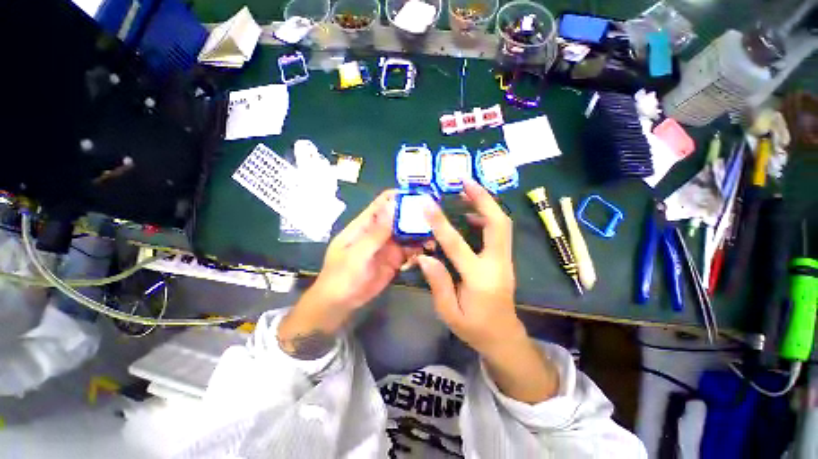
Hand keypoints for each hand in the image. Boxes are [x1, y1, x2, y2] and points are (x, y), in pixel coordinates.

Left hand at [279, 190, 419, 358]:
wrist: (340, 304)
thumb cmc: (341, 276)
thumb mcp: (358, 254)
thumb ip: (377, 232)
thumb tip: (393, 206)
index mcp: (365, 224)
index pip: (384, 203)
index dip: (400, 196)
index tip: (420, 196)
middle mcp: (379, 231)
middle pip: (400, 217)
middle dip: (416, 215)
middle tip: (435, 216)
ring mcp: (388, 245)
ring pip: (407, 233)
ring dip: (420, 232)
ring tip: (436, 234)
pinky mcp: (395, 259)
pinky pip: (410, 249)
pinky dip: (419, 247)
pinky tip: (429, 248)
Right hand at [417, 179, 557, 402]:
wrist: (504, 337)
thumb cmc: (475, 328)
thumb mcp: (450, 312)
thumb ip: (438, 283)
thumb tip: (425, 256)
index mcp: (480, 279)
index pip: (457, 244)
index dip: (441, 223)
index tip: (428, 204)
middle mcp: (497, 264)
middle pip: (498, 223)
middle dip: (483, 199)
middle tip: (465, 181)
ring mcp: (505, 260)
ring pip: (502, 224)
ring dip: (486, 204)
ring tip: (467, 190)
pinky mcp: (504, 259)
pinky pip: (499, 231)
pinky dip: (486, 216)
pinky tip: (470, 215)